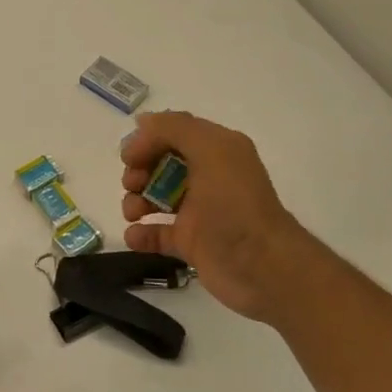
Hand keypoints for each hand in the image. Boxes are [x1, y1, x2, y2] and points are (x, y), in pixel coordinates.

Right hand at [120, 110, 315, 324]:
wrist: (261, 267)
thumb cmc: (234, 204)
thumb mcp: (210, 150)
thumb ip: (174, 128)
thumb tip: (142, 124)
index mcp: (217, 151)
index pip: (173, 133)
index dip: (147, 140)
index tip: (130, 157)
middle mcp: (208, 177)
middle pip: (159, 165)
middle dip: (139, 171)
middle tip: (134, 185)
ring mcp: (198, 212)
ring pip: (154, 198)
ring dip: (135, 201)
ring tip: (133, 214)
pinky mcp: (190, 243)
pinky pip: (156, 233)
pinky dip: (140, 233)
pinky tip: (135, 235)